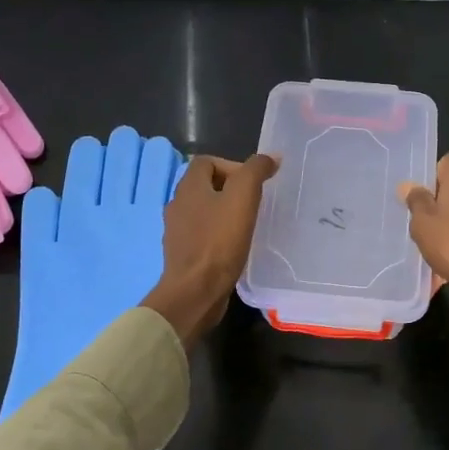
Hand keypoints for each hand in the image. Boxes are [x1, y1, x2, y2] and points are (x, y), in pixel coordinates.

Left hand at [141, 154, 276, 346]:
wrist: (195, 292)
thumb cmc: (218, 242)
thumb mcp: (243, 198)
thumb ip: (255, 172)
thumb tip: (271, 157)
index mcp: (188, 187)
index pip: (206, 161)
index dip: (232, 165)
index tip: (253, 184)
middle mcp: (177, 205)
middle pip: (205, 186)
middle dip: (231, 190)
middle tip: (254, 203)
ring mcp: (177, 232)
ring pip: (204, 211)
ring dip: (224, 213)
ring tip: (247, 225)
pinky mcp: (183, 255)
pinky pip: (202, 235)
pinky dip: (218, 235)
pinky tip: (234, 247)